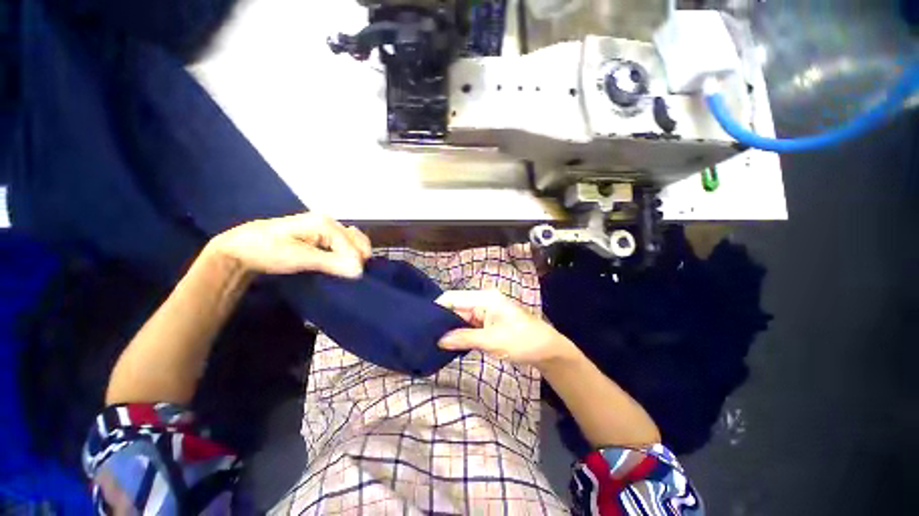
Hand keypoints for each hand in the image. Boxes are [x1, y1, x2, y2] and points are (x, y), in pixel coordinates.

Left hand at [208, 213, 370, 276]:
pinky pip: (345, 245)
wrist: (242, 249)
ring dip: (354, 257)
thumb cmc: (268, 250)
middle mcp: (330, 222)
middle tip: (349, 275)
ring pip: (353, 243)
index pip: (352, 245)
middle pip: (358, 241)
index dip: (354, 263)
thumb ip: (331, 262)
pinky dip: (348, 255)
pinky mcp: (323, 236)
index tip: (353, 279)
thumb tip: (360, 270)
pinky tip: (341, 264)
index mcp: (325, 223)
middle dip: (358, 258)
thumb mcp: (299, 258)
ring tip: (345, 271)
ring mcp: (327, 228)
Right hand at [435, 290, 579, 367]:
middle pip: (456, 307)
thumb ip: (464, 338)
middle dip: (442, 321)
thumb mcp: (492, 341)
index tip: (422, 324)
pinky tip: (449, 343)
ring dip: (450, 329)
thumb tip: (439, 341)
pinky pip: (468, 325)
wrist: (547, 350)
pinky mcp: (487, 322)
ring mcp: (485, 312)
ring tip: (433, 341)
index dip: (437, 308)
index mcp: (484, 298)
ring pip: (461, 317)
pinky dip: (460, 333)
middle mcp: (482, 301)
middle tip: (425, 337)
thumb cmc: (522, 341)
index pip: (453, 297)